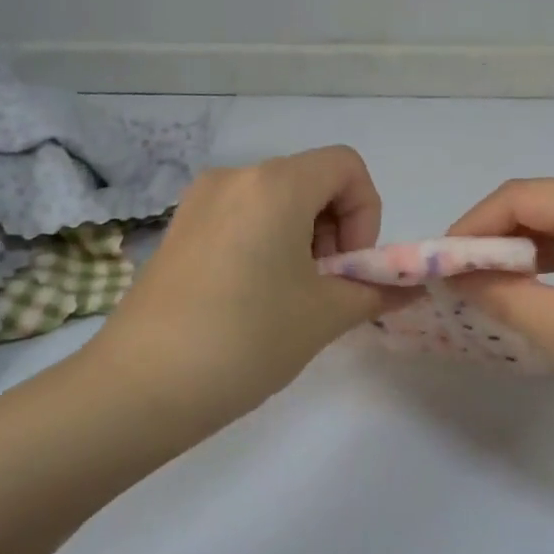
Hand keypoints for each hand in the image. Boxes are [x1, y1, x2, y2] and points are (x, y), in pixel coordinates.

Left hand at [90, 146, 397, 430]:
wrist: (141, 387)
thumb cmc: (247, 339)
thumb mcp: (325, 316)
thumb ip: (377, 291)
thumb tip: (411, 288)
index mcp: (274, 185)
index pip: (346, 166)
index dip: (366, 212)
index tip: (349, 266)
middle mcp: (234, 178)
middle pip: (311, 181)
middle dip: (335, 229)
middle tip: (325, 288)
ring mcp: (198, 203)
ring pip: (276, 202)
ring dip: (303, 240)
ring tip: (291, 299)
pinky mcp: (178, 231)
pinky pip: (242, 219)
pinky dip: (267, 246)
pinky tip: (253, 300)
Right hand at [448, 179, 553, 440]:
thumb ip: (504, 295)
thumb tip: (456, 275)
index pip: (519, 196)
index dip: (472, 227)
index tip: (442, 266)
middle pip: (545, 203)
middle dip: (498, 239)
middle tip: (465, 282)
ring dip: (530, 250)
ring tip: (497, 289)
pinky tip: (547, 289)